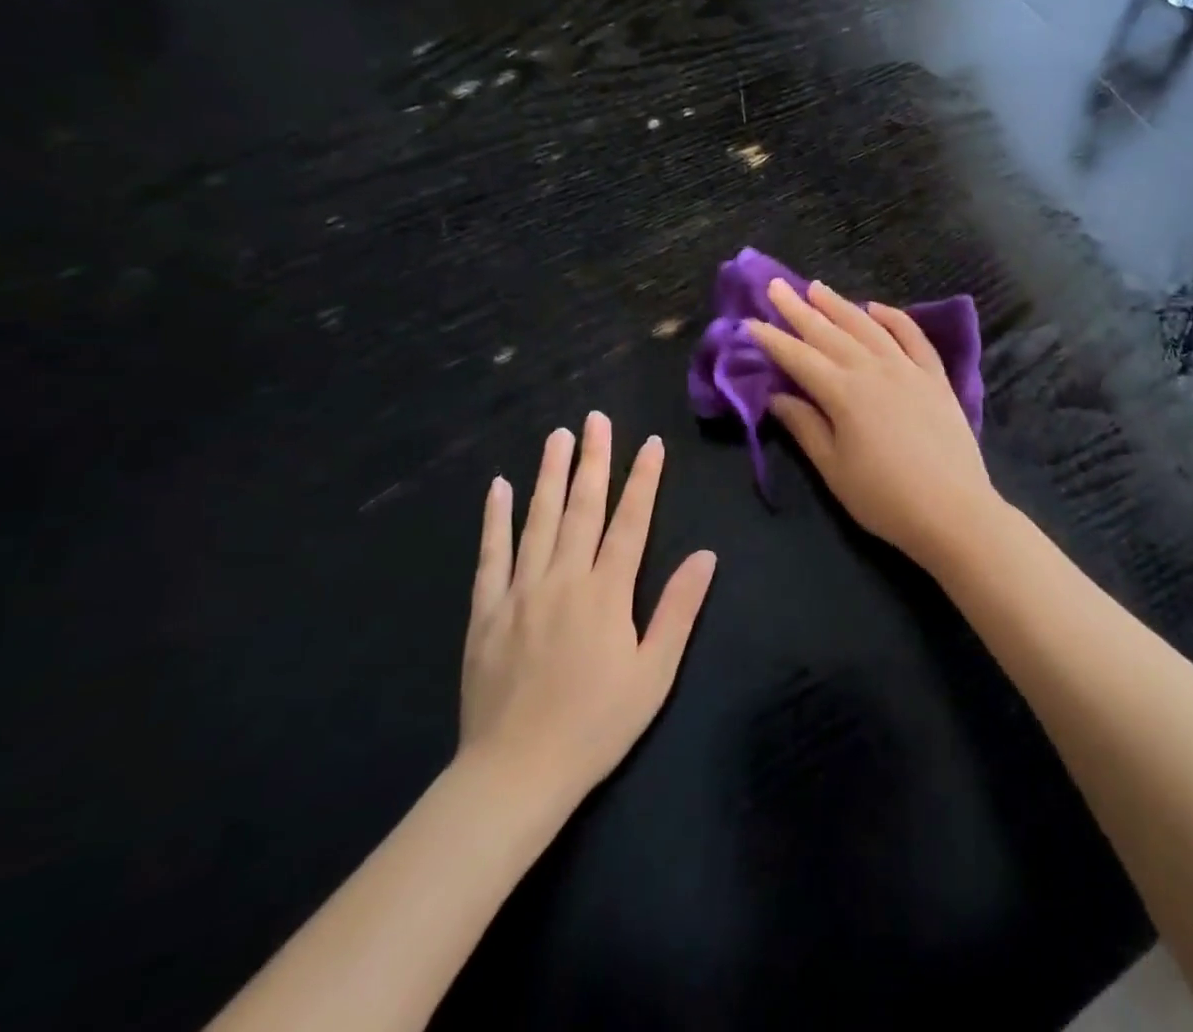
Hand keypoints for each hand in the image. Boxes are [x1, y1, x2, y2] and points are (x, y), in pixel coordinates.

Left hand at [458, 413, 716, 800]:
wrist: (514, 774)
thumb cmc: (595, 725)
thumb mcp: (654, 673)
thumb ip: (678, 610)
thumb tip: (706, 556)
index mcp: (607, 593)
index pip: (631, 522)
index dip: (643, 480)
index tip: (650, 444)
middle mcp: (564, 579)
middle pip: (582, 508)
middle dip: (593, 460)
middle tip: (596, 419)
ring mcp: (520, 591)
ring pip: (538, 520)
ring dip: (549, 474)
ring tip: (558, 436)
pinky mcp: (486, 611)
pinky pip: (491, 555)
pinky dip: (495, 519)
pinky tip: (499, 488)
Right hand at [748, 277, 1003, 572]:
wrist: (954, 511)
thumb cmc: (885, 498)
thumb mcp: (834, 469)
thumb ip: (805, 427)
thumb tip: (777, 397)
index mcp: (844, 393)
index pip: (799, 358)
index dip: (773, 340)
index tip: (750, 321)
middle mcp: (874, 370)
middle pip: (830, 333)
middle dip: (799, 309)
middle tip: (776, 286)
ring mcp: (908, 369)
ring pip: (868, 327)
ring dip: (840, 305)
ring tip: (817, 287)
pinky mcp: (935, 377)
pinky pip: (913, 337)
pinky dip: (894, 318)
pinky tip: (877, 308)